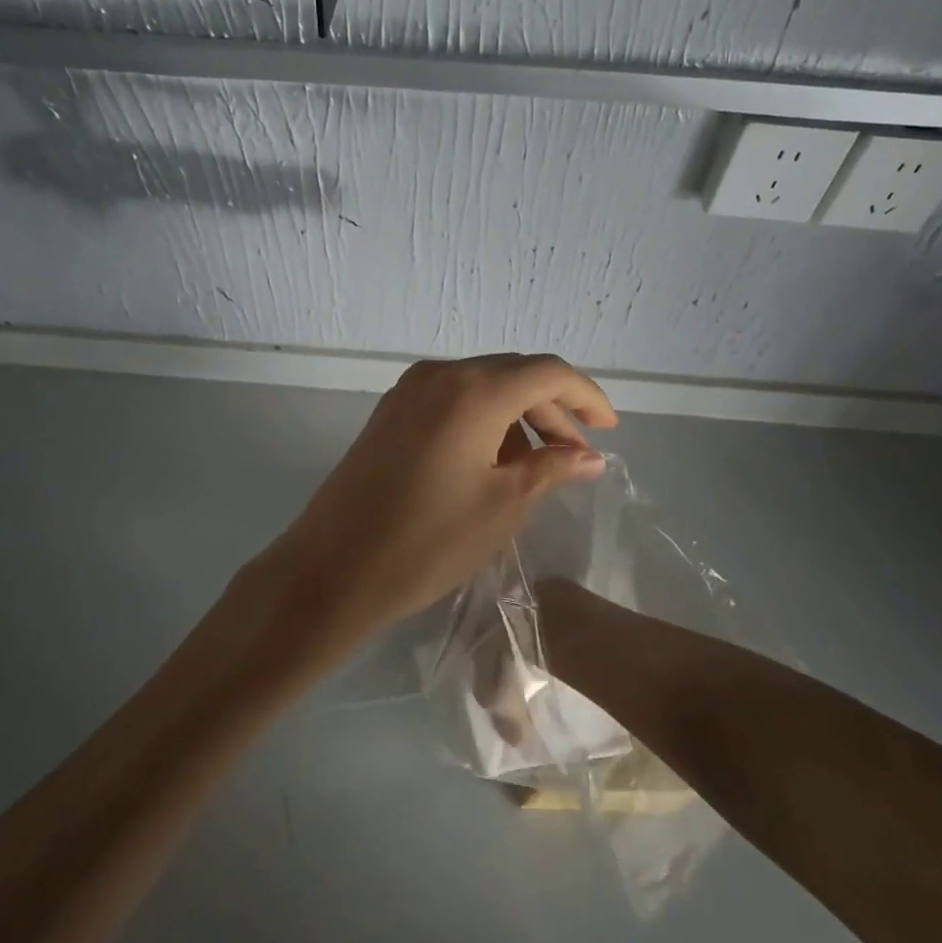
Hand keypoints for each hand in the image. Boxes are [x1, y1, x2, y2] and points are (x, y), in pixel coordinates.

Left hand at [261, 353, 616, 650]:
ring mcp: (408, 391)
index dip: (585, 396)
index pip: (547, 373)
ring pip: (481, 386)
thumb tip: (590, 457)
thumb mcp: (503, 506)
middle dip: (553, 409)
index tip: (609, 428)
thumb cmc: (428, 541)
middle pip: (513, 375)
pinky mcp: (389, 413)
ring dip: (517, 416)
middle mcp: (440, 375)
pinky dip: (482, 420)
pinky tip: (494, 460)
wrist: (333, 569)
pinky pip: (451, 400)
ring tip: (538, 464)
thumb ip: (551, 469)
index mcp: (474, 390)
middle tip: (577, 455)